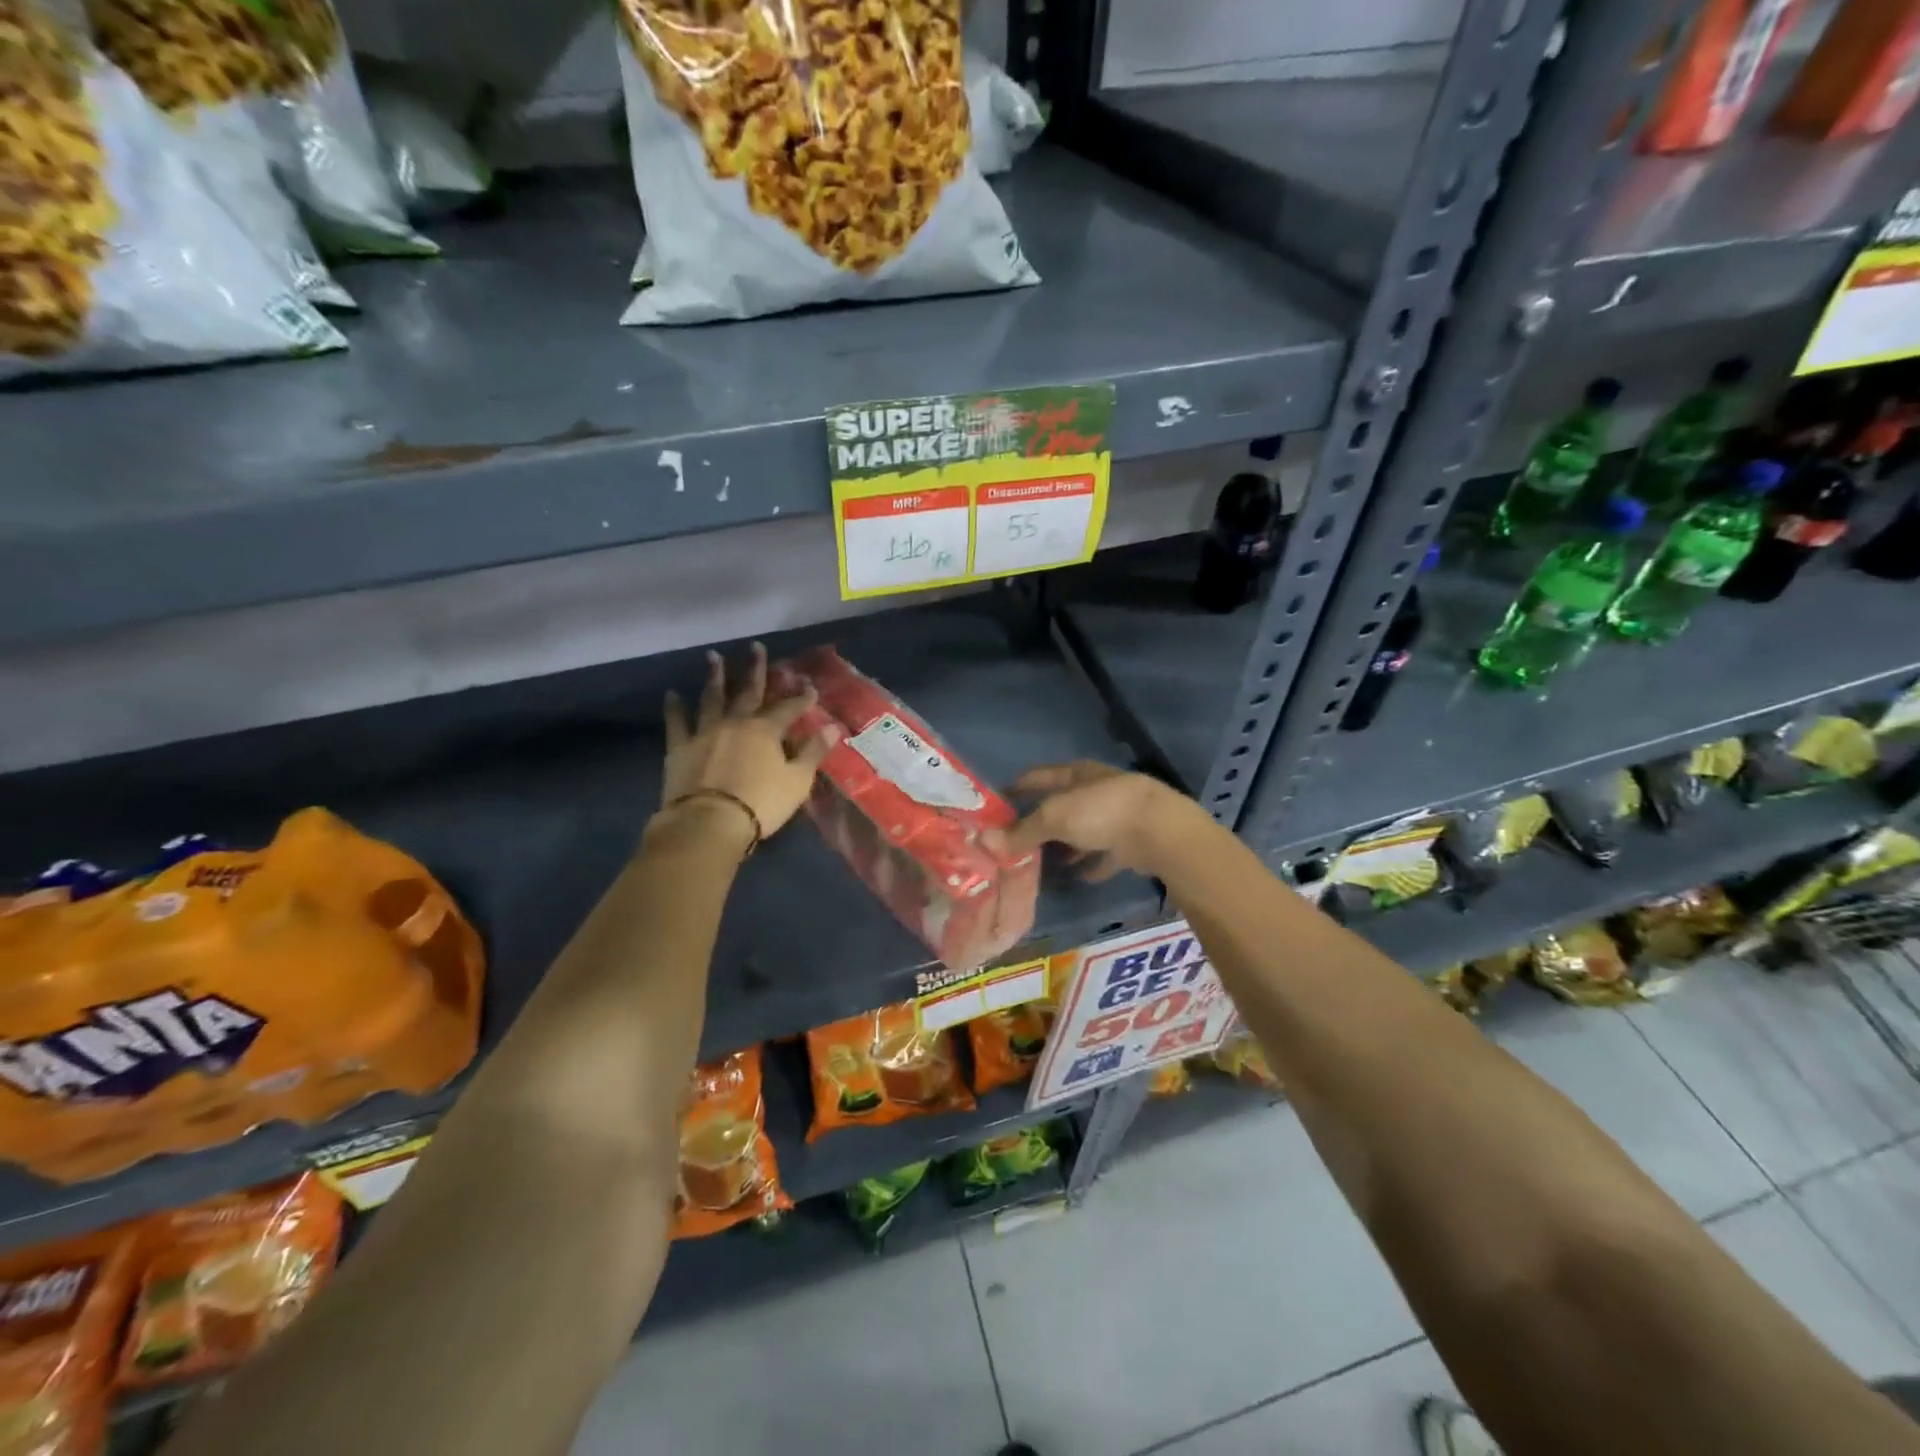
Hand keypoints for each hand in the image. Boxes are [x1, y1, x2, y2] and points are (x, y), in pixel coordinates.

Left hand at [659, 644, 835, 843]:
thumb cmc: (761, 803)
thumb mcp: (797, 781)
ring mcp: (705, 733)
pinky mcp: (680, 748)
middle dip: (754, 670)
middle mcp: (736, 723)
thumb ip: (813, 752)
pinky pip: (677, 722)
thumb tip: (832, 728)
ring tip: (713, 657)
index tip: (809, 687)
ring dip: (714, 677)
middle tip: (755, 647)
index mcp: (766, 731)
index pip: (788, 709)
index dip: (801, 698)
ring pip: (711, 698)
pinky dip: (674, 707)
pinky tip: (672, 694)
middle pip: (748, 692)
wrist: (709, 823)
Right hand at [994, 762, 1203, 880]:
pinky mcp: (1132, 842)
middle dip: (1040, 821)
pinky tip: (1079, 876)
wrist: (1159, 832)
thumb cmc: (1101, 812)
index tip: (996, 803)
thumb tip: (985, 841)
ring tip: (1042, 862)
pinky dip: (1092, 863)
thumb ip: (1022, 831)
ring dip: (1066, 844)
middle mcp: (1096, 791)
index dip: (1017, 787)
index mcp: (1077, 774)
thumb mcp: (1054, 818)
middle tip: (1014, 841)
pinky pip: (1105, 854)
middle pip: (1061, 805)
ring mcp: (1116, 816)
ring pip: (1083, 830)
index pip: (1039, 776)